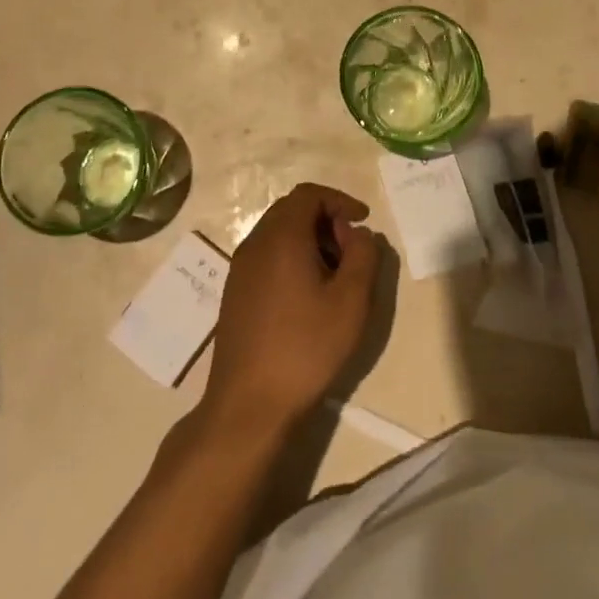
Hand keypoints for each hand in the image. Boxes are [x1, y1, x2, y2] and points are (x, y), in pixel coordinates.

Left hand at [204, 183, 384, 437]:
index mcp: (281, 237)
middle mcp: (255, 244)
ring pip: (278, 233)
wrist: (249, 403)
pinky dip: (291, 257)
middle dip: (325, 219)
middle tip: (351, 249)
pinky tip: (308, 294)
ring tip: (334, 274)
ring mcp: (240, 269)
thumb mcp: (351, 302)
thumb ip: (363, 256)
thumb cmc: (305, 348)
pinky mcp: (235, 292)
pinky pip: (266, 256)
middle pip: (291, 210)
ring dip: (309, 240)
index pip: (308, 195)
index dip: (339, 200)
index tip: (362, 221)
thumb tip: (358, 233)